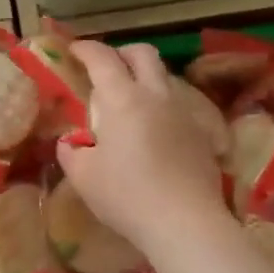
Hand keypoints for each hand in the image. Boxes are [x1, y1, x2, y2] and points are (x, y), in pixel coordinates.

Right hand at [55, 41, 228, 249]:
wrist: (186, 223)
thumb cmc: (126, 195)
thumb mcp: (83, 176)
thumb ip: (71, 151)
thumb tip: (71, 143)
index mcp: (122, 98)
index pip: (102, 58)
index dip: (85, 49)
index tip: (74, 50)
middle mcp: (156, 95)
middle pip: (143, 54)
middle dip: (122, 53)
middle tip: (107, 69)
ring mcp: (184, 113)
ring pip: (164, 78)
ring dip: (145, 79)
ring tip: (130, 104)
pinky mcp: (202, 134)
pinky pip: (179, 106)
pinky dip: (162, 108)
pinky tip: (154, 134)